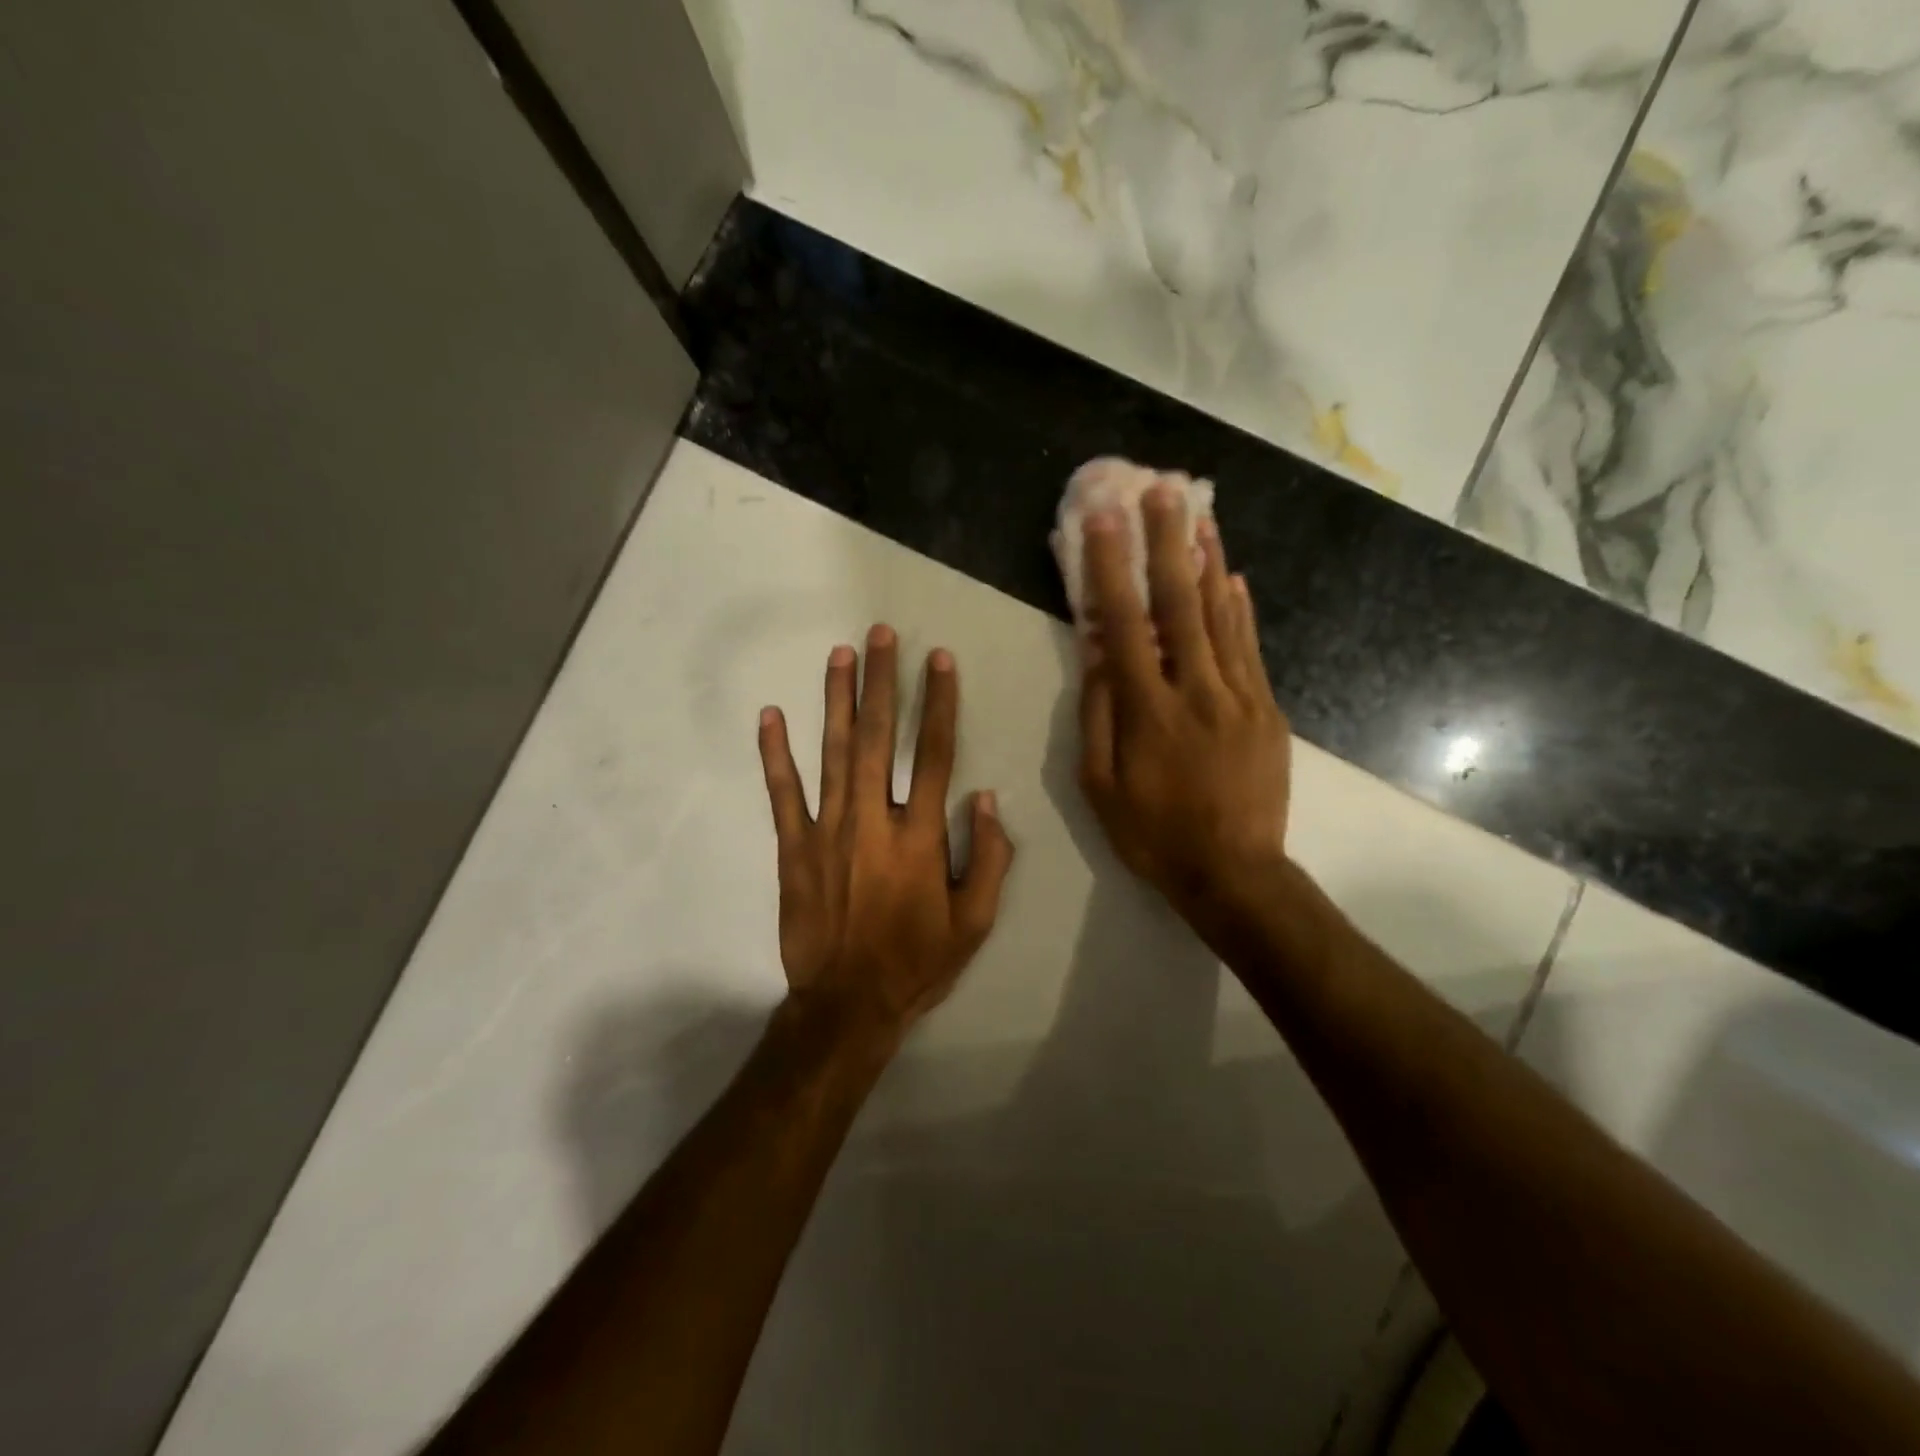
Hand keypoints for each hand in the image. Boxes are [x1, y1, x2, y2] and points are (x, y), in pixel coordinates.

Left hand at [758, 626, 1014, 1044]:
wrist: (846, 1005)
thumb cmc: (916, 963)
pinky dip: (775, 753)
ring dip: (836, 699)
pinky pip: (782, 793)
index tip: (939, 660)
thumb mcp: (975, 923)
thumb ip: (989, 858)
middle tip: (881, 634)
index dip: (938, 703)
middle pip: (877, 737)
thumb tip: (987, 798)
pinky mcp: (791, 848)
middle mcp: (872, 821)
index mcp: (920, 837)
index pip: (932, 754)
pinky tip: (770, 715)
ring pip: (831, 752)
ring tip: (840, 654)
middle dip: (882, 681)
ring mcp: (826, 831)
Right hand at [1077, 481, 1293, 937]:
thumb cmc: (1153, 834)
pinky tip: (1231, 575)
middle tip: (1162, 489)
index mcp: (1148, 712)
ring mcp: (1240, 696)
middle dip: (1167, 541)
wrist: (1234, 872)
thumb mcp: (1101, 785)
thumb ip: (1099, 714)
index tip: (1104, 520)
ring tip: (1201, 513)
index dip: (1111, 568)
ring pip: (1221, 616)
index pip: (1124, 625)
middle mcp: (1196, 691)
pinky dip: (1239, 608)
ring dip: (1208, 561)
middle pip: (1179, 604)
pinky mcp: (1267, 708)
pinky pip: (1250, 647)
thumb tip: (1095, 653)